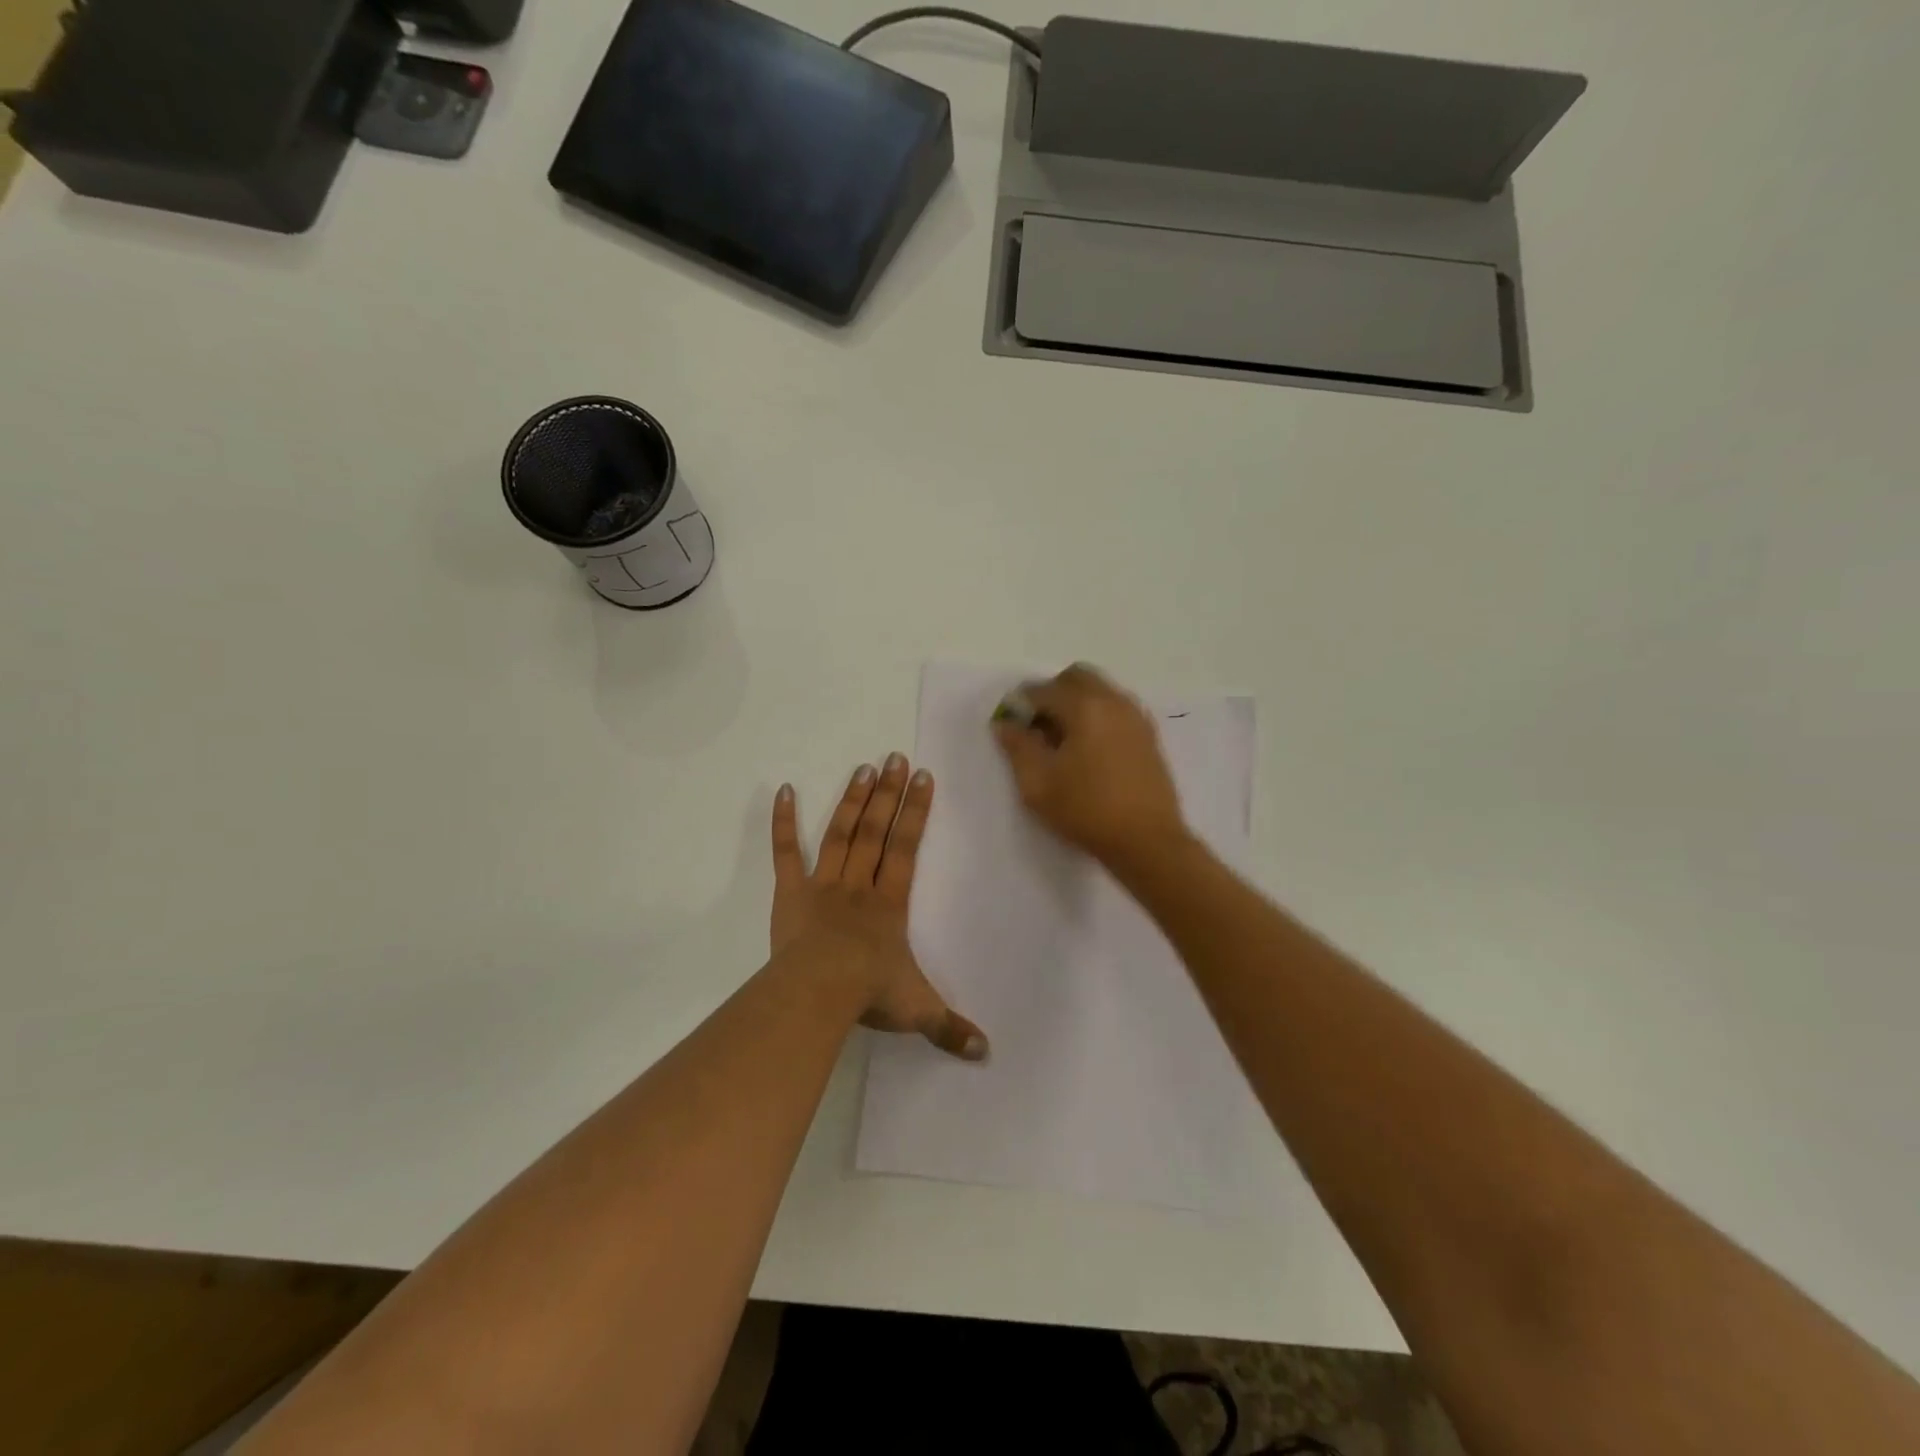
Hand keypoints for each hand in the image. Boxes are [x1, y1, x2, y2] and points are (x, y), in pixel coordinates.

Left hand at [771, 756, 987, 1060]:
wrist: (819, 993)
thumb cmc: (869, 994)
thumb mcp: (917, 1011)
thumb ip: (950, 1028)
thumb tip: (988, 1053)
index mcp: (889, 903)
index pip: (906, 847)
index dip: (916, 811)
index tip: (923, 777)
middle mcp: (859, 884)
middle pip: (875, 829)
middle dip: (888, 793)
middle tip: (894, 757)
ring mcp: (823, 884)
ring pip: (840, 833)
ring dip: (852, 799)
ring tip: (863, 767)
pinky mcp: (790, 893)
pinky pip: (786, 853)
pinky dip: (784, 822)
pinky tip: (783, 789)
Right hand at [992, 663, 1188, 868]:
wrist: (1147, 841)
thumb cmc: (1086, 810)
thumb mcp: (1038, 784)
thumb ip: (1017, 746)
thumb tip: (1005, 723)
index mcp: (1084, 707)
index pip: (1043, 690)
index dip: (1021, 704)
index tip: (1011, 726)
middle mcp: (1113, 701)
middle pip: (1076, 677)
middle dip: (1052, 694)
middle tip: (1038, 728)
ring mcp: (1136, 716)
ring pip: (1099, 690)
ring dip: (1076, 703)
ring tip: (1063, 741)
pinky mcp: (1149, 735)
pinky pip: (1116, 708)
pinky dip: (1097, 715)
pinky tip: (1089, 750)